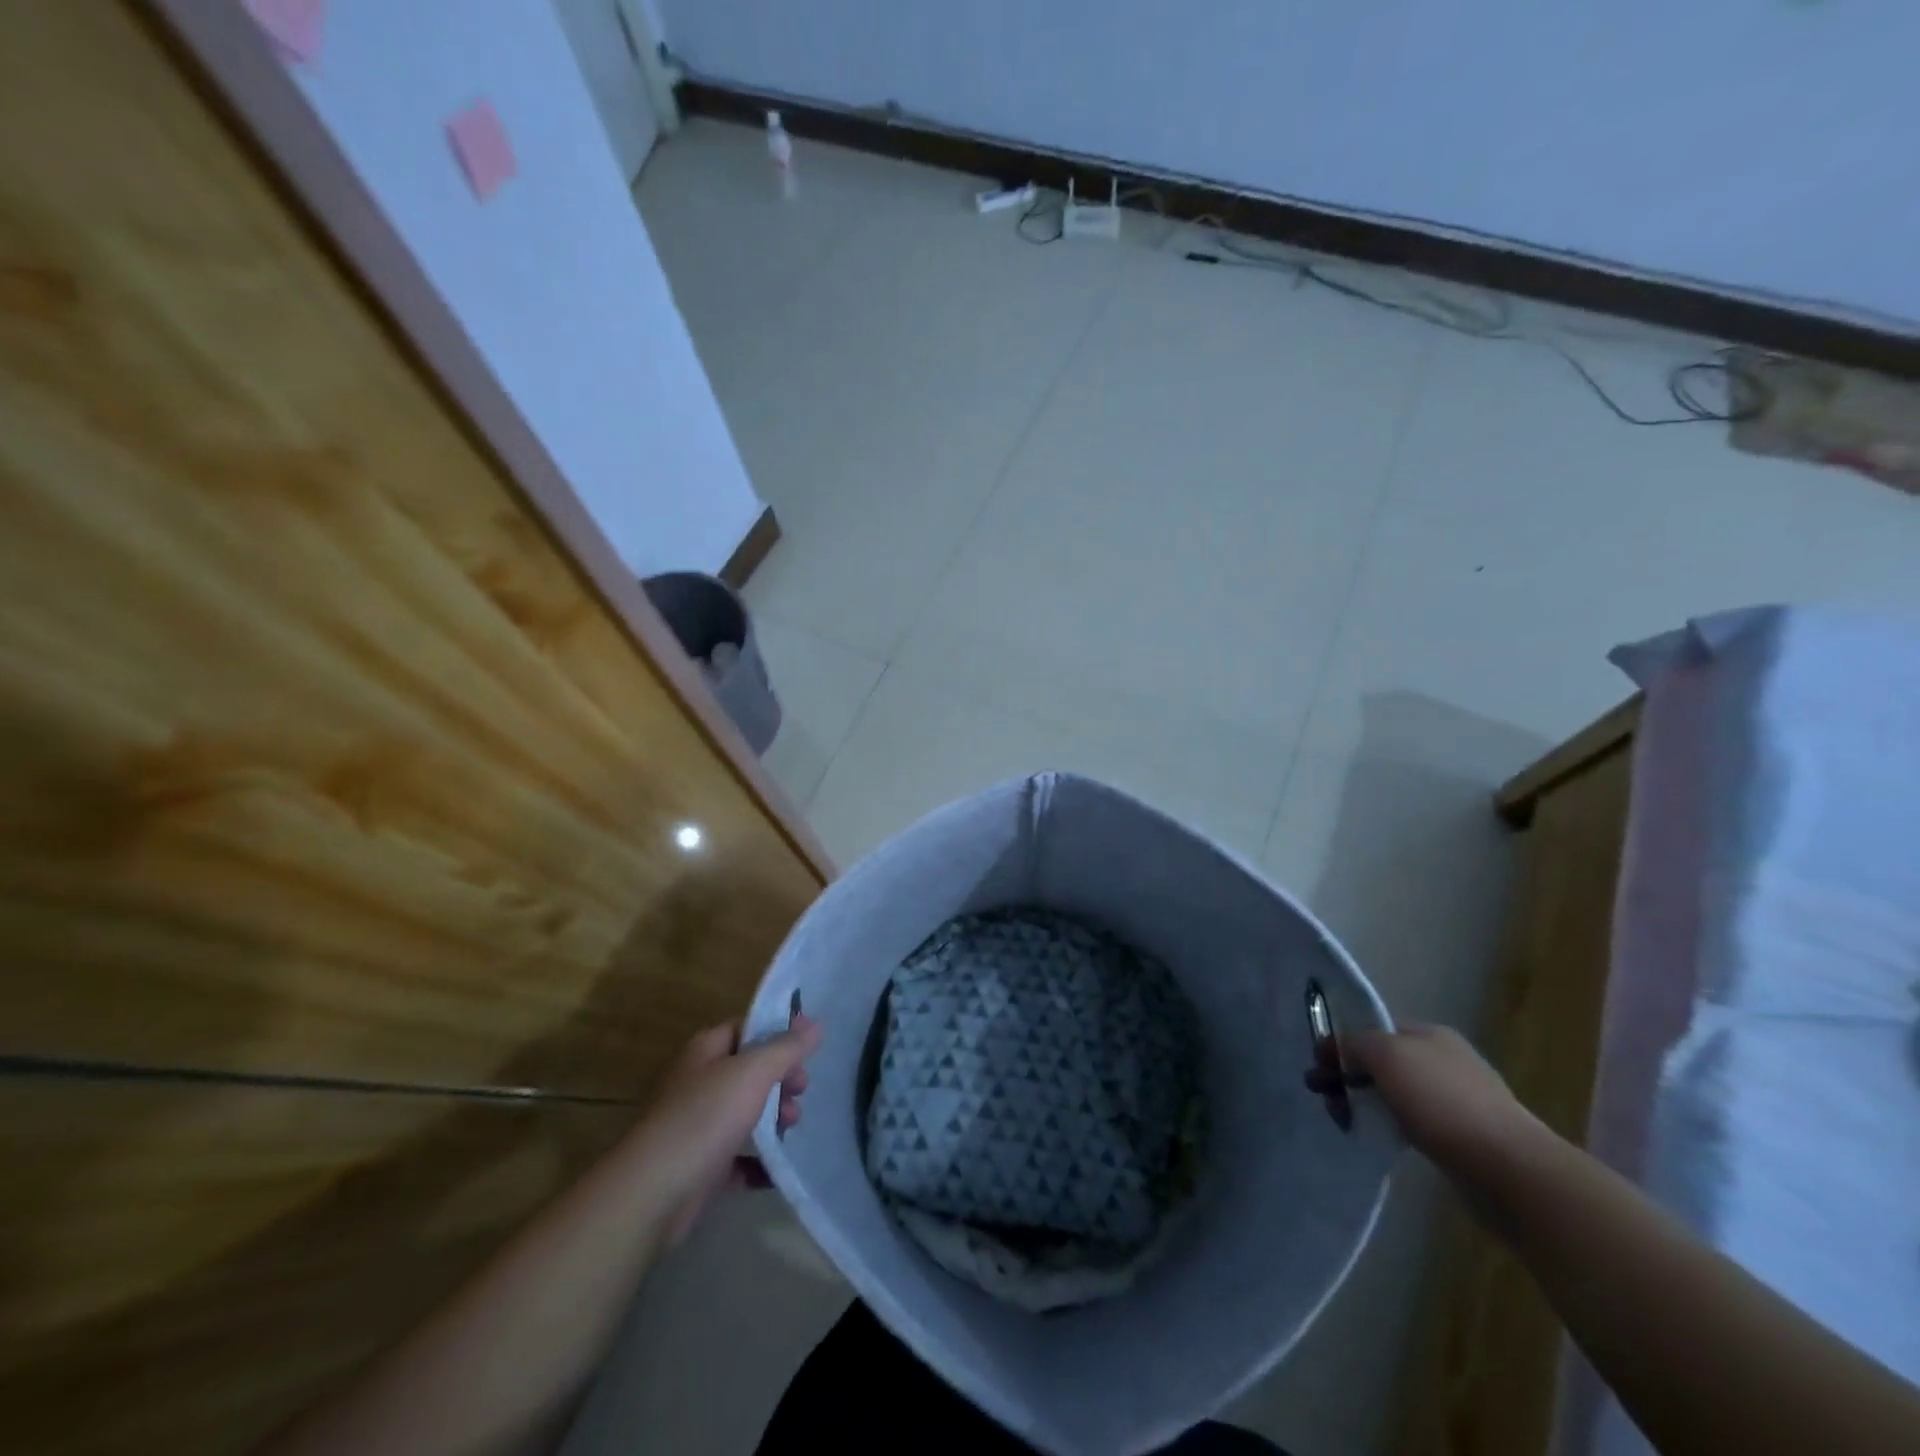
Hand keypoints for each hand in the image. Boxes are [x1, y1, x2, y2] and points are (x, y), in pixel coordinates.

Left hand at [631, 1014, 821, 1248]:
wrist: (653, 1192)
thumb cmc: (705, 1118)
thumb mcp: (754, 1072)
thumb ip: (786, 1048)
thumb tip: (814, 1024)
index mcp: (706, 1051)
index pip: (746, 1028)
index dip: (778, 1033)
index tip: (809, 1048)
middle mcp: (699, 1082)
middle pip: (749, 1071)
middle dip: (780, 1079)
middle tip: (802, 1090)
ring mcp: (696, 1126)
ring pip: (744, 1113)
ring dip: (773, 1118)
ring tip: (791, 1126)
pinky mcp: (699, 1167)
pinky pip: (736, 1158)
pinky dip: (758, 1162)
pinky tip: (776, 1170)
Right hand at [1341, 1023, 1538, 1181]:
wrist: (1508, 1169)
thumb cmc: (1442, 1101)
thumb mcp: (1386, 1054)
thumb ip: (1355, 1042)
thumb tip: (1339, 1046)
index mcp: (1430, 1033)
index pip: (1374, 1028)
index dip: (1342, 1042)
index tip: (1317, 1065)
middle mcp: (1445, 1060)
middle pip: (1382, 1060)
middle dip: (1348, 1074)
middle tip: (1322, 1095)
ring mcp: (1457, 1100)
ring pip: (1395, 1093)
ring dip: (1366, 1102)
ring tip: (1344, 1120)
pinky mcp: (1462, 1138)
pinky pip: (1412, 1122)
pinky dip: (1390, 1125)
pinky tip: (1381, 1137)